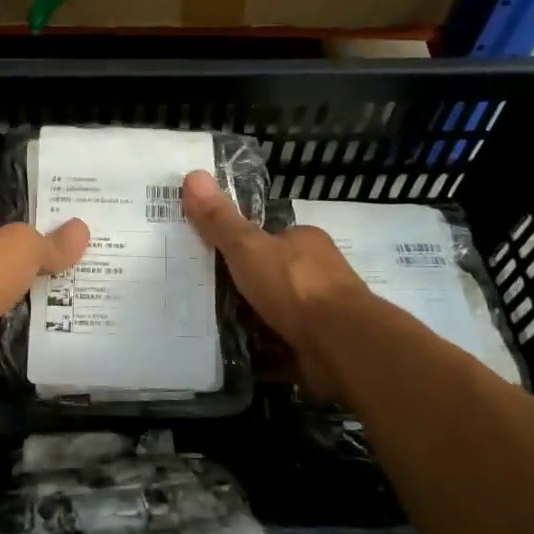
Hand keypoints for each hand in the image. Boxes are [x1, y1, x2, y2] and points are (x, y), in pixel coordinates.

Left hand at [0, 203, 89, 382]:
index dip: (15, 218)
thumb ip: (51, 242)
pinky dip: (11, 323)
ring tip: (62, 296)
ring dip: (17, 294)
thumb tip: (82, 229)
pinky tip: (41, 326)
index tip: (47, 227)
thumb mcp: (23, 247)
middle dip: (21, 260)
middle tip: (63, 263)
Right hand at [181, 170, 370, 398]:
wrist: (341, 345)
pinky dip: (260, 355)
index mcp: (305, 243)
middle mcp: (317, 276)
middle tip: (198, 297)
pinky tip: (231, 358)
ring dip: (249, 324)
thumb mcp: (248, 247)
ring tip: (205, 329)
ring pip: (275, 315)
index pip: (269, 239)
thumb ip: (220, 220)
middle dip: (241, 290)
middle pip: (271, 279)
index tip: (207, 260)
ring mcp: (319, 316)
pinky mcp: (317, 350)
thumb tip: (192, 175)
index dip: (240, 248)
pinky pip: (280, 350)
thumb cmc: (295, 287)